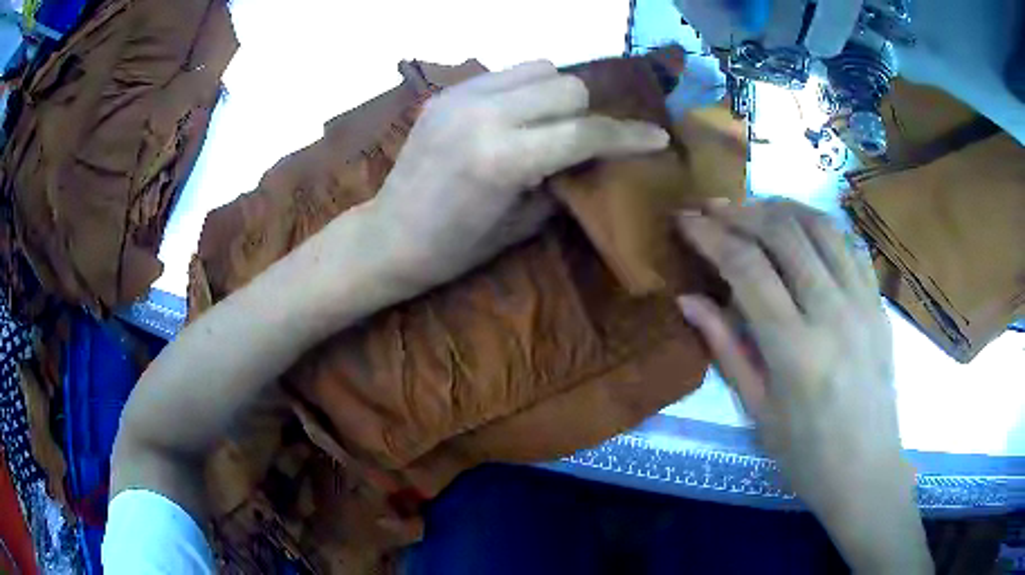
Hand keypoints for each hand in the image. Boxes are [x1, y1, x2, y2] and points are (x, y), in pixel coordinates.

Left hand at [370, 60, 670, 289]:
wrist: (388, 236)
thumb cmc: (455, 250)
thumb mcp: (522, 224)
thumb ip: (565, 179)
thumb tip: (595, 157)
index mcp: (504, 158)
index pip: (586, 131)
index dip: (629, 135)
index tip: (657, 137)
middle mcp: (484, 115)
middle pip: (568, 86)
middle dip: (589, 112)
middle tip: (587, 139)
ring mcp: (461, 97)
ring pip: (540, 67)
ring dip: (558, 93)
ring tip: (551, 122)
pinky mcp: (446, 93)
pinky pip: (506, 73)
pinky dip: (525, 89)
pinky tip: (517, 116)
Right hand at [675, 200, 931, 573]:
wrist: (866, 471)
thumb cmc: (806, 455)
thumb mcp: (758, 411)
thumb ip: (726, 348)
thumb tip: (688, 300)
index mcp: (795, 350)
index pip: (747, 268)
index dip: (711, 235)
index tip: (685, 219)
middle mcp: (833, 312)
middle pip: (783, 233)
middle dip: (741, 212)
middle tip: (713, 207)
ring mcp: (863, 302)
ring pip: (820, 226)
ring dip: (781, 207)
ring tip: (753, 208)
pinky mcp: (878, 302)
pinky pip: (849, 244)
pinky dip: (819, 223)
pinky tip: (799, 225)